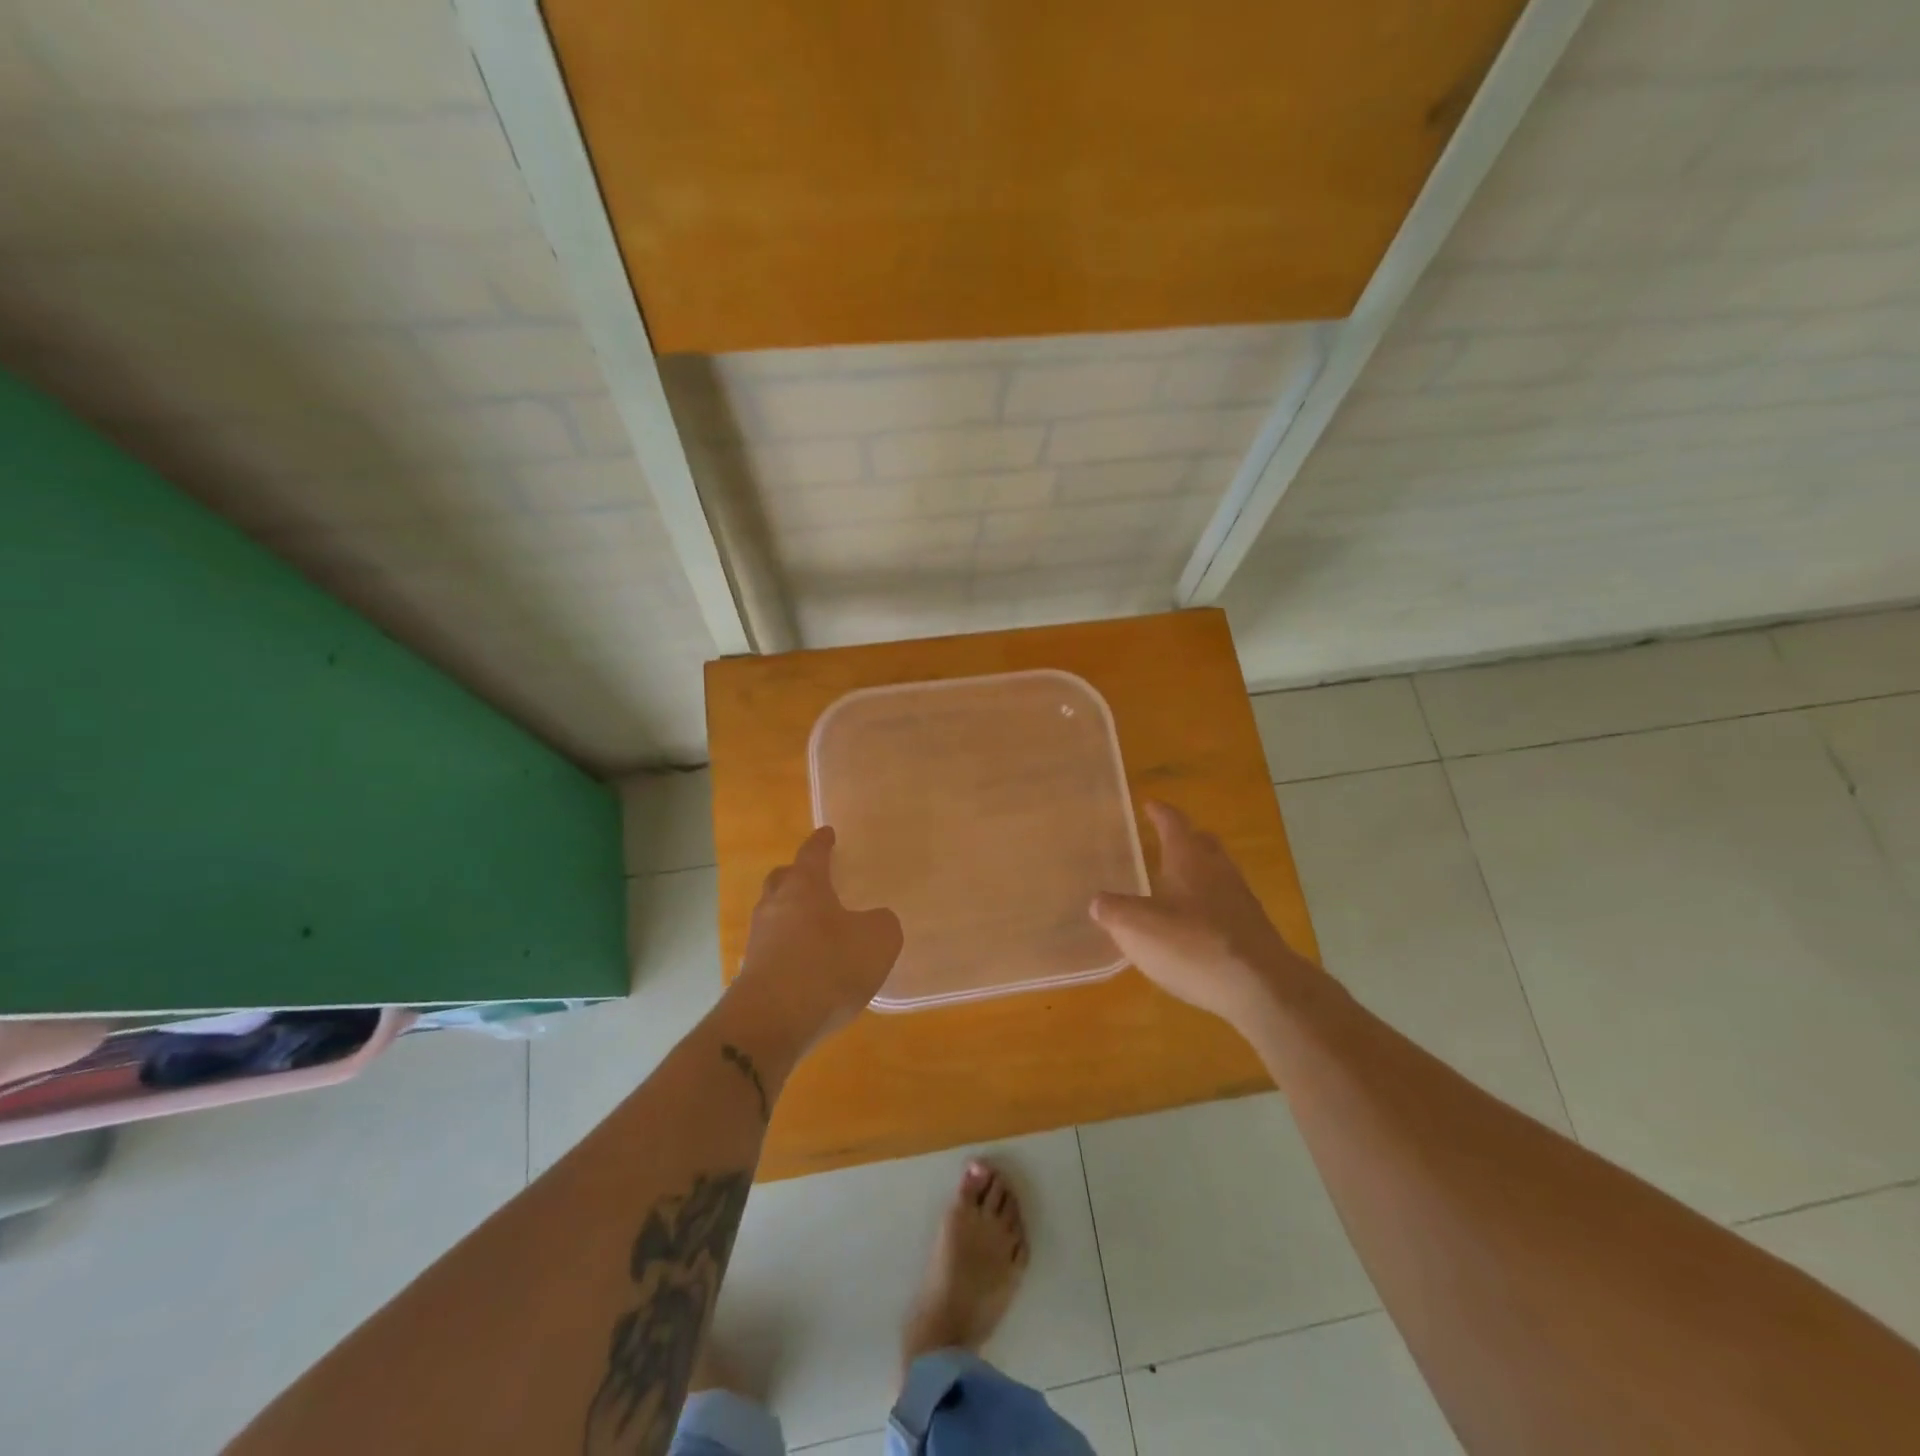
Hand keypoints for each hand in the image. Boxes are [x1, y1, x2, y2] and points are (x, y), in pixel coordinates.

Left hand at [732, 826, 902, 1045]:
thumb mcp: (878, 940)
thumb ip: (882, 924)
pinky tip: (805, 967)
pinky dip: (787, 951)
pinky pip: (771, 951)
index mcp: (804, 887)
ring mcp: (758, 941)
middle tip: (815, 879)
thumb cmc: (828, 967)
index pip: (812, 854)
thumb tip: (874, 922)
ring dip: (790, 916)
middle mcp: (775, 906)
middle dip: (797, 875)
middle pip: (782, 880)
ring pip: (773, 916)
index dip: (822, 843)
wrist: (771, 1023)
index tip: (827, 833)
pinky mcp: (750, 975)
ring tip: (815, 929)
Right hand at [1090, 801, 1314, 1026]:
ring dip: (1198, 874)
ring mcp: (1241, 901)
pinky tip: (1194, 927)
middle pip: (1202, 843)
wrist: (1262, 989)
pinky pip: (1226, 906)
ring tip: (1175, 886)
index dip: (1159, 812)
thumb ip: (1114, 911)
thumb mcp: (1137, 927)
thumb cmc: (1193, 945)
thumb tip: (1099, 901)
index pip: (1173, 822)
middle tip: (1164, 841)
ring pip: (1217, 874)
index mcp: (1189, 859)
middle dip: (1184, 839)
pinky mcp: (1253, 932)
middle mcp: (1218, 871)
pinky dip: (1208, 907)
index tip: (1149, 804)